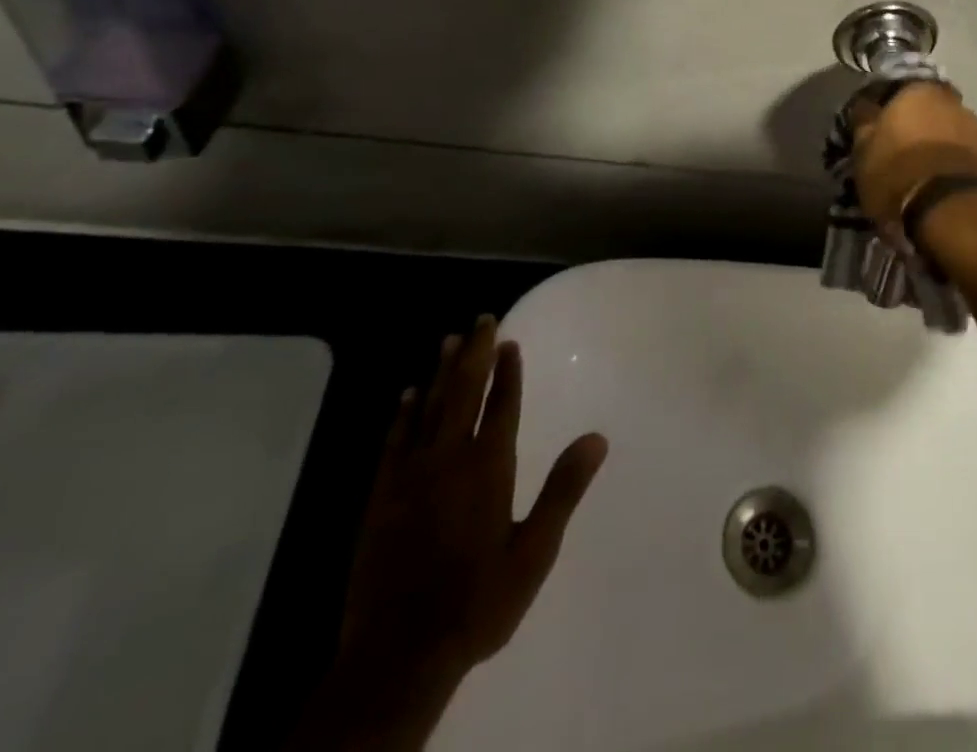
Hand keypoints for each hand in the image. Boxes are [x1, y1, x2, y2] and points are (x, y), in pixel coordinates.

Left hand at [340, 317, 607, 687]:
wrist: (397, 657)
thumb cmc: (478, 601)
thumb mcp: (534, 551)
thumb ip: (563, 489)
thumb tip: (597, 437)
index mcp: (489, 468)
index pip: (501, 405)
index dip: (508, 371)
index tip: (510, 340)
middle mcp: (449, 460)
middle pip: (464, 393)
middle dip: (475, 353)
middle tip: (482, 319)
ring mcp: (409, 477)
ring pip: (428, 408)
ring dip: (441, 372)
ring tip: (449, 340)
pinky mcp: (380, 498)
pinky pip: (394, 441)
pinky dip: (403, 413)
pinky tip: (407, 395)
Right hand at [850, 83, 976, 231]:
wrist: (959, 216)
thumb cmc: (900, 177)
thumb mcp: (864, 153)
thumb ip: (865, 125)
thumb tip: (866, 108)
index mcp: (920, 93)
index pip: (901, 90)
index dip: (891, 111)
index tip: (882, 132)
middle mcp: (958, 105)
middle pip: (935, 113)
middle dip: (923, 131)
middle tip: (907, 158)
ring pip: (959, 138)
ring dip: (947, 153)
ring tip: (932, 183)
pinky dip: (966, 176)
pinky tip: (955, 198)